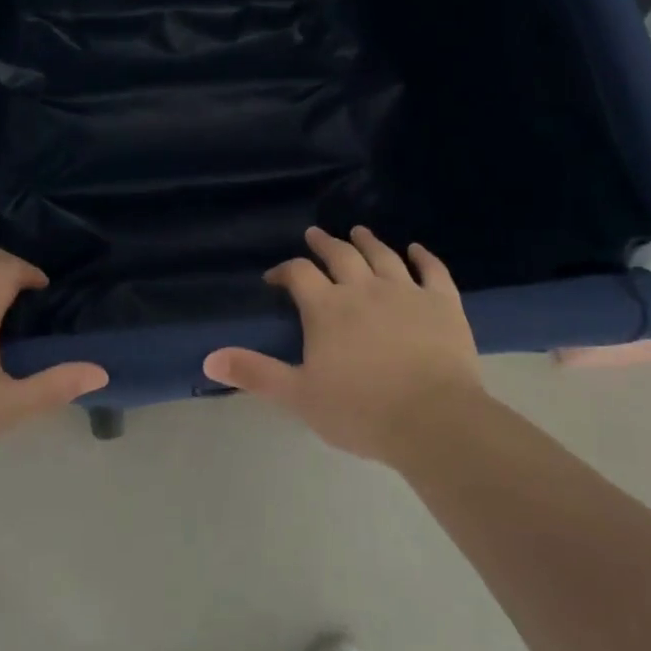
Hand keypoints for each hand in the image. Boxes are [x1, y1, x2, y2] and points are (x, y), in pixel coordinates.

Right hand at [203, 227, 485, 465]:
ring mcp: (406, 291)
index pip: (298, 275)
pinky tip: (417, 249)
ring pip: (383, 255)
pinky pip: (432, 270)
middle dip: (324, 244)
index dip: (284, 271)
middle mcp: (364, 288)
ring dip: (368, 241)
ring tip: (358, 231)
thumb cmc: (360, 410)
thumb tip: (208, 358)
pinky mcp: (442, 302)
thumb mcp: (299, 396)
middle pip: (340, 255)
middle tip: (315, 234)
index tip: (275, 278)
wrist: (432, 419)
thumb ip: (255, 373)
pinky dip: (423, 257)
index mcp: (327, 307)